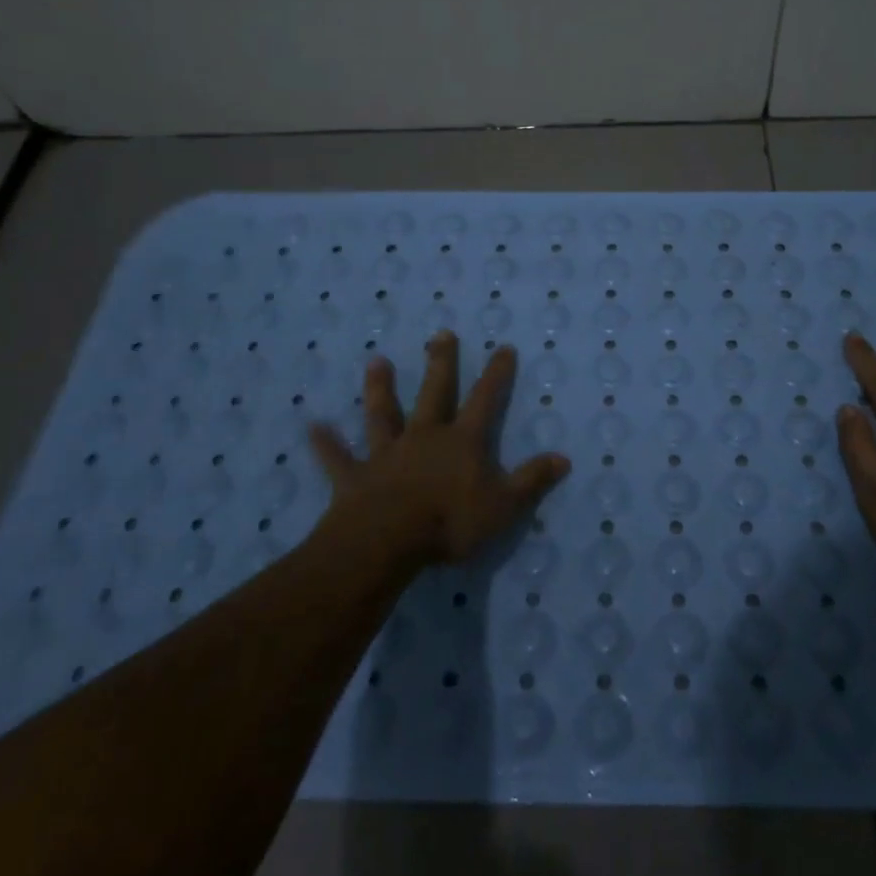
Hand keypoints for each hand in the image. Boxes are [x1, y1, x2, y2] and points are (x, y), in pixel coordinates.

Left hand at [309, 331, 570, 564]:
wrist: (387, 541)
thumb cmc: (450, 522)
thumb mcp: (503, 505)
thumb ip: (532, 480)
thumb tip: (563, 458)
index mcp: (461, 442)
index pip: (484, 400)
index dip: (496, 375)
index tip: (503, 347)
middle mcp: (424, 437)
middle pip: (434, 393)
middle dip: (441, 363)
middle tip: (441, 335)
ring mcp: (387, 454)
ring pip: (383, 414)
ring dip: (380, 388)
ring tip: (376, 361)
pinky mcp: (355, 477)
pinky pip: (339, 458)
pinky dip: (326, 444)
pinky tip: (311, 427)